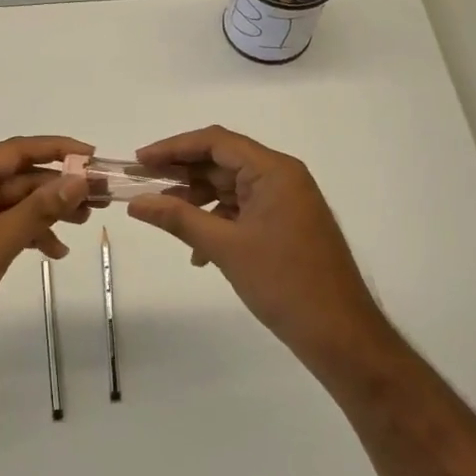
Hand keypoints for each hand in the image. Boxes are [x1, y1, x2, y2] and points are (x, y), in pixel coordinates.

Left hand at [0, 136, 91, 382]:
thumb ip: (39, 210)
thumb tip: (77, 179)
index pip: (18, 150)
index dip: (58, 149)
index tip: (94, 156)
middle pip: (19, 177)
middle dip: (59, 186)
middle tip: (99, 199)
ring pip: (13, 203)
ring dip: (47, 211)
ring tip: (83, 225)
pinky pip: (2, 226)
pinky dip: (27, 234)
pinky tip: (52, 252)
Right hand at [127, 126, 392, 375]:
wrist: (340, 334)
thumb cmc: (284, 282)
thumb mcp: (225, 247)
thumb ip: (178, 218)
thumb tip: (135, 203)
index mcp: (274, 170)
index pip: (216, 142)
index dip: (174, 148)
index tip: (140, 160)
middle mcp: (282, 177)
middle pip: (223, 161)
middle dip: (182, 174)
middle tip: (143, 185)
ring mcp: (287, 201)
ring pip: (231, 187)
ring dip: (197, 200)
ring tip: (165, 217)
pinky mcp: (287, 224)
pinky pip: (244, 210)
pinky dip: (218, 222)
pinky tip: (198, 253)